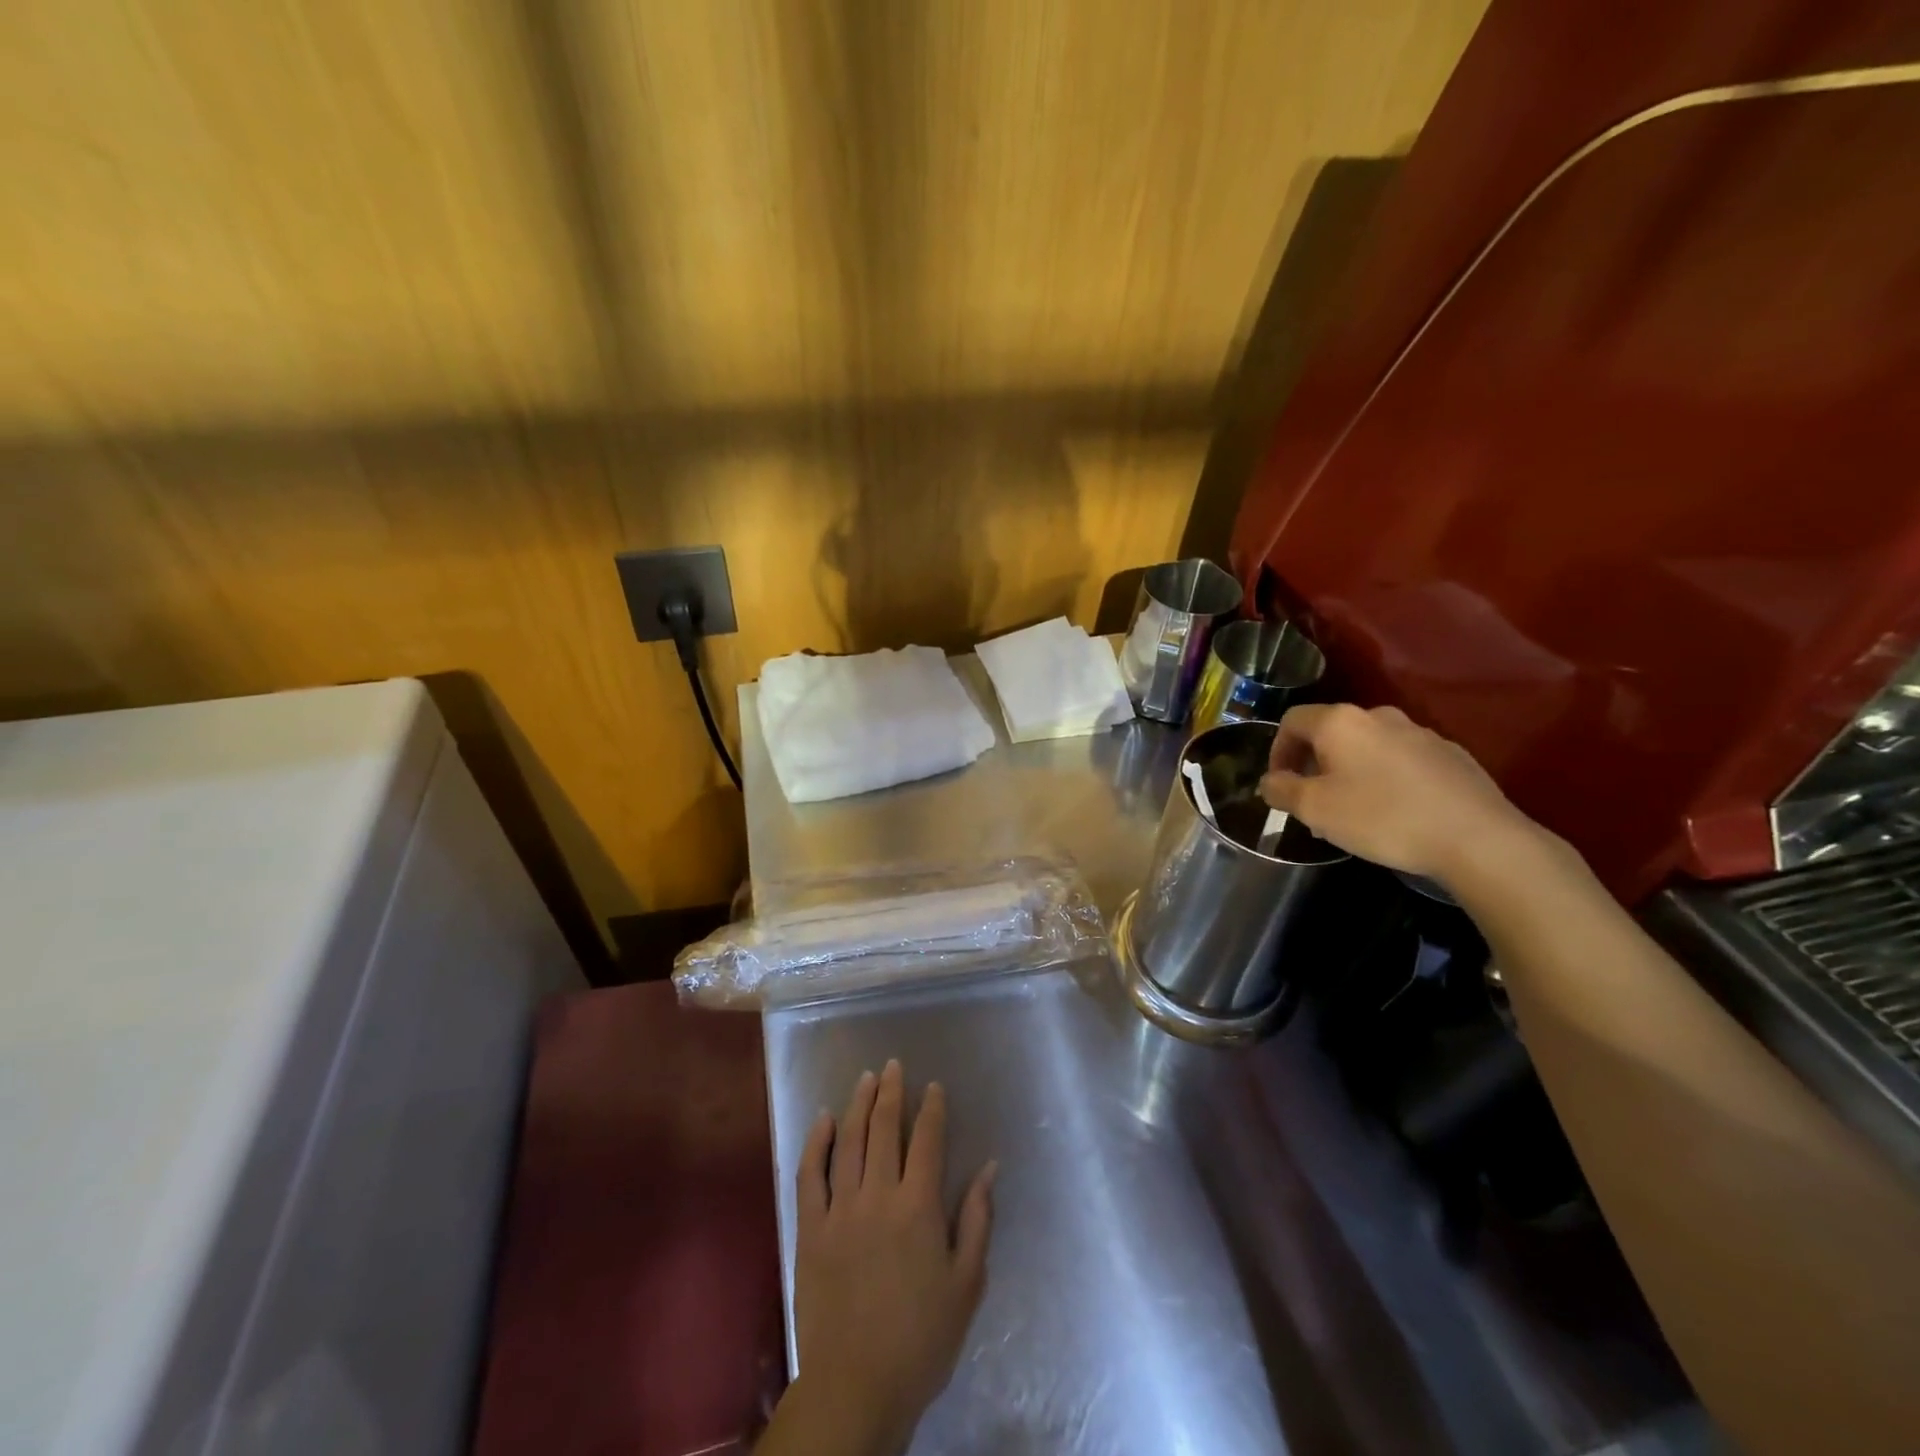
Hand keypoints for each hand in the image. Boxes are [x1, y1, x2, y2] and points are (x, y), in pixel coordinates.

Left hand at [776, 1060, 995, 1455]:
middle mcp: (878, 1196)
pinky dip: (817, 1142)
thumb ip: (977, 1219)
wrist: (857, 1387)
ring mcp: (840, 1209)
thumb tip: (990, 1167)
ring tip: (867, 1078)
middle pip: (885, 1129)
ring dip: (858, 1105)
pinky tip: (823, 1120)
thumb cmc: (922, 1339)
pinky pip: (810, 1174)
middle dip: (892, 1092)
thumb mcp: (966, 1284)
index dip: (931, 1108)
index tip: (933, 1087)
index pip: (927, 1140)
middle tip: (895, 1065)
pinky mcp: (810, 1229)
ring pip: (849, 1141)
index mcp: (919, 1207)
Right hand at [1258, 703, 1541, 887]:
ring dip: (1350, 772)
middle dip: (1314, 763)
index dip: (1277, 750)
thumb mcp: (1314, 809)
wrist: (1477, 838)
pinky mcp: (1450, 755)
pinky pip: (1401, 761)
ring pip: (1368, 747)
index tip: (1279, 785)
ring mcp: (1419, 733)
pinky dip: (1385, 779)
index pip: (1292, 720)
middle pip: (1331, 732)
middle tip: (1312, 802)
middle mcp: (1379, 716)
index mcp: (1340, 722)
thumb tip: (1270, 781)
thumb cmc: (1381, 817)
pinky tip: (1394, 813)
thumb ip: (1281, 790)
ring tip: (1353, 811)